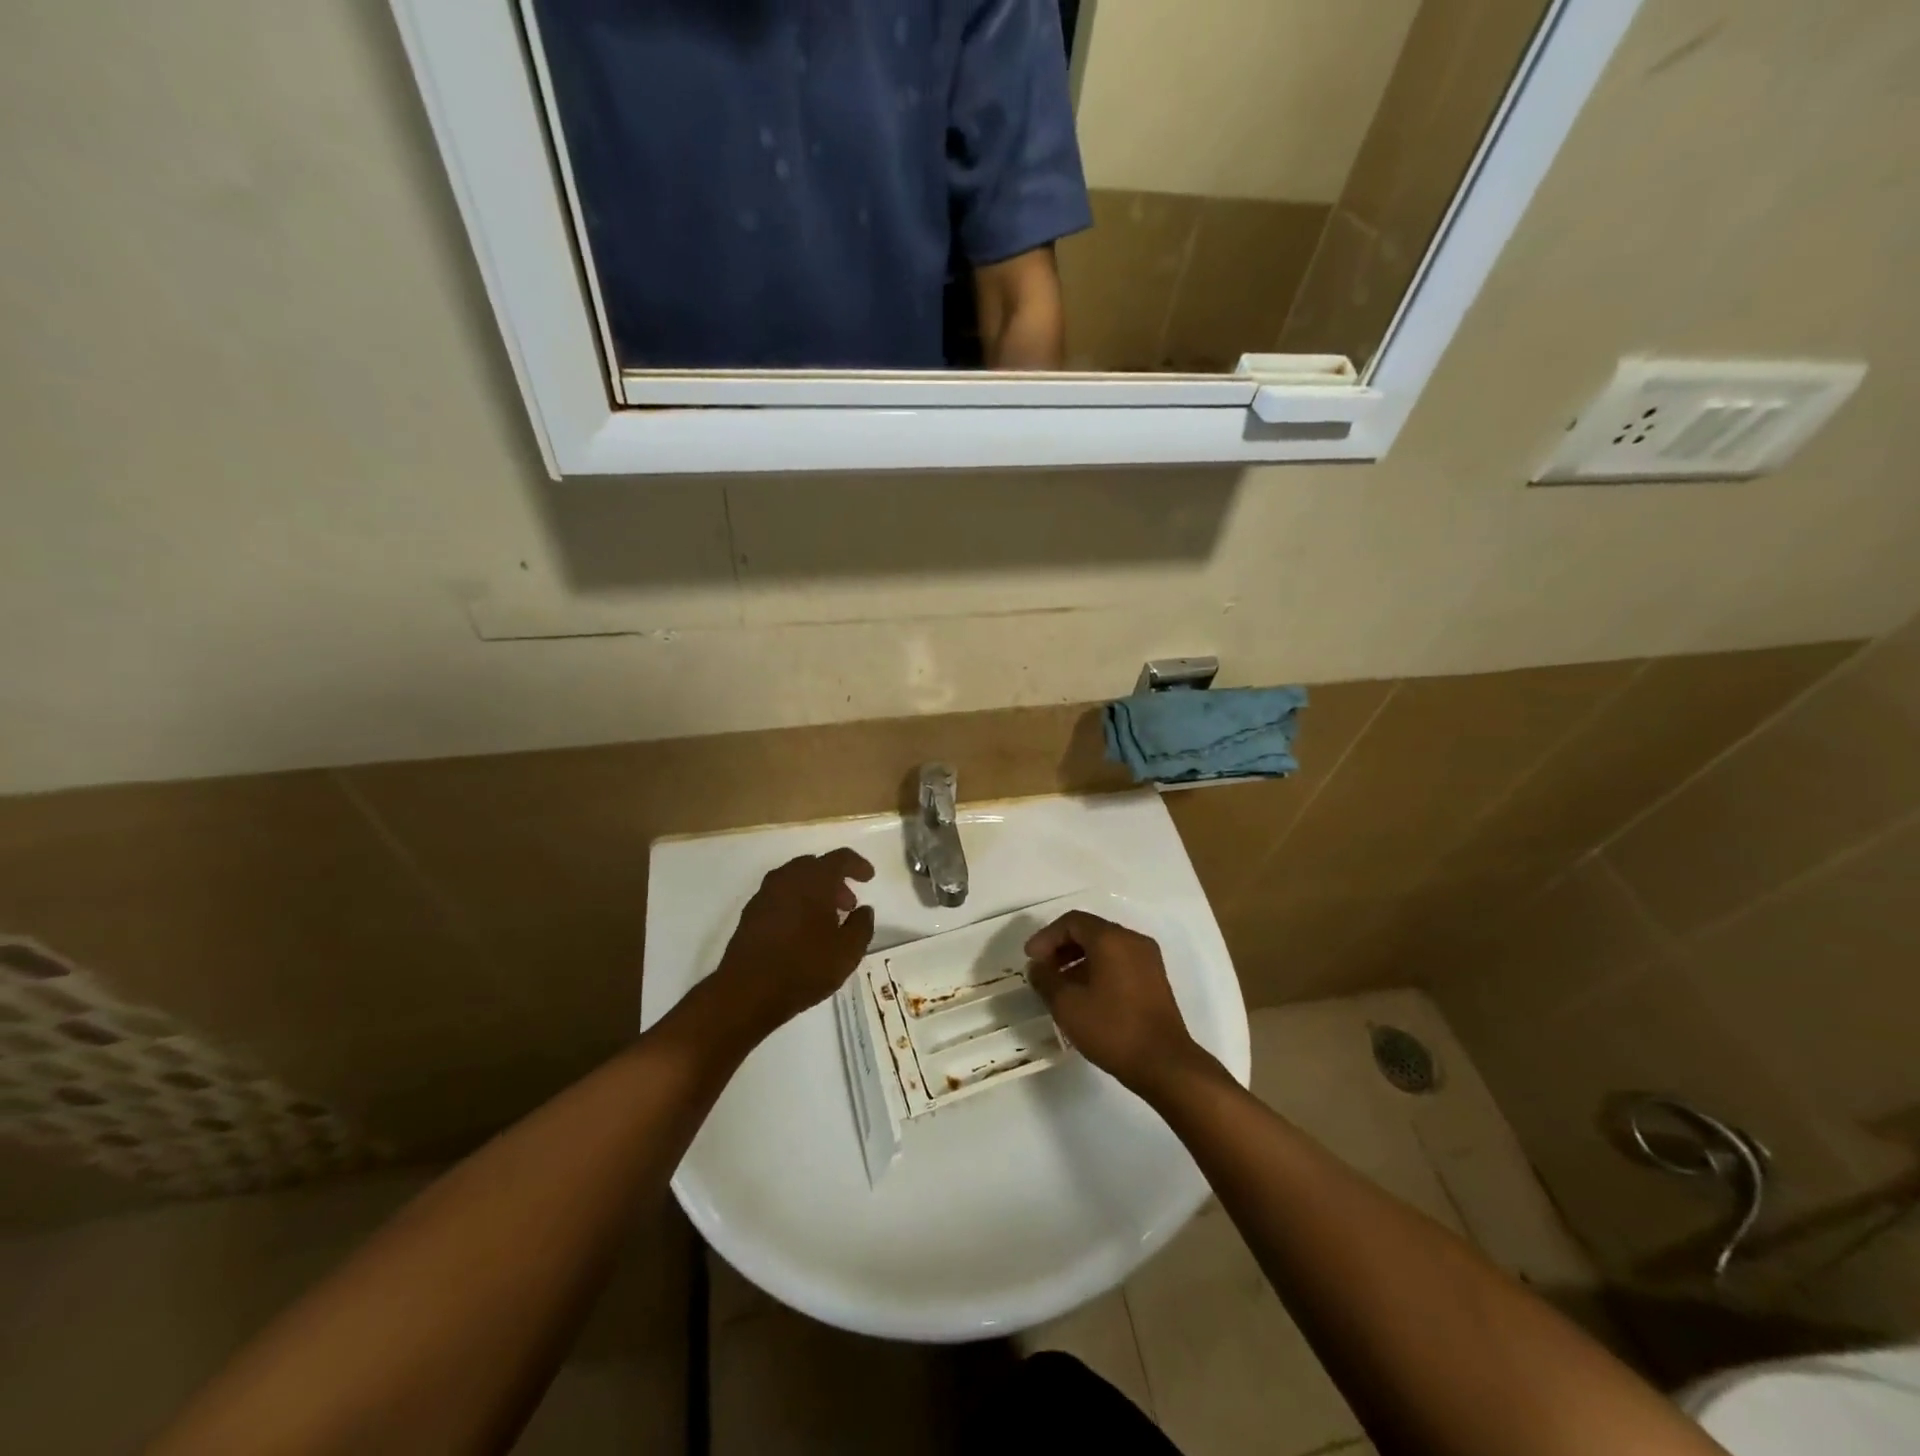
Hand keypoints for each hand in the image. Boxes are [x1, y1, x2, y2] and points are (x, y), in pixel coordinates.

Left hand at [711, 849, 875, 1041]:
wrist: (747, 992)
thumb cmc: (804, 967)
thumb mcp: (848, 952)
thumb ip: (862, 926)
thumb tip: (863, 910)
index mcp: (814, 880)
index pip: (840, 858)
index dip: (857, 865)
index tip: (868, 877)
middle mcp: (787, 878)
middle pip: (815, 866)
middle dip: (834, 881)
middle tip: (847, 904)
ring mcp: (764, 895)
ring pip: (795, 881)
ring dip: (814, 892)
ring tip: (826, 920)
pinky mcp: (750, 914)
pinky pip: (780, 897)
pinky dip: (795, 903)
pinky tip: (801, 931)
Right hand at [1025, 911, 1209, 1097]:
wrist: (1165, 1064)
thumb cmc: (1112, 1029)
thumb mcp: (1068, 1005)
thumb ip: (1046, 979)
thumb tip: (1037, 967)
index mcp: (1111, 939)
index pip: (1072, 922)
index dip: (1046, 937)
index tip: (1030, 959)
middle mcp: (1132, 940)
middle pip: (1090, 931)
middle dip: (1061, 947)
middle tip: (1043, 970)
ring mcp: (1147, 959)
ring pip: (1105, 947)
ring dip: (1078, 959)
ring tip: (1060, 985)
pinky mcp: (1154, 979)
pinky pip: (1119, 961)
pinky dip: (1098, 969)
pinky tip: (1085, 994)